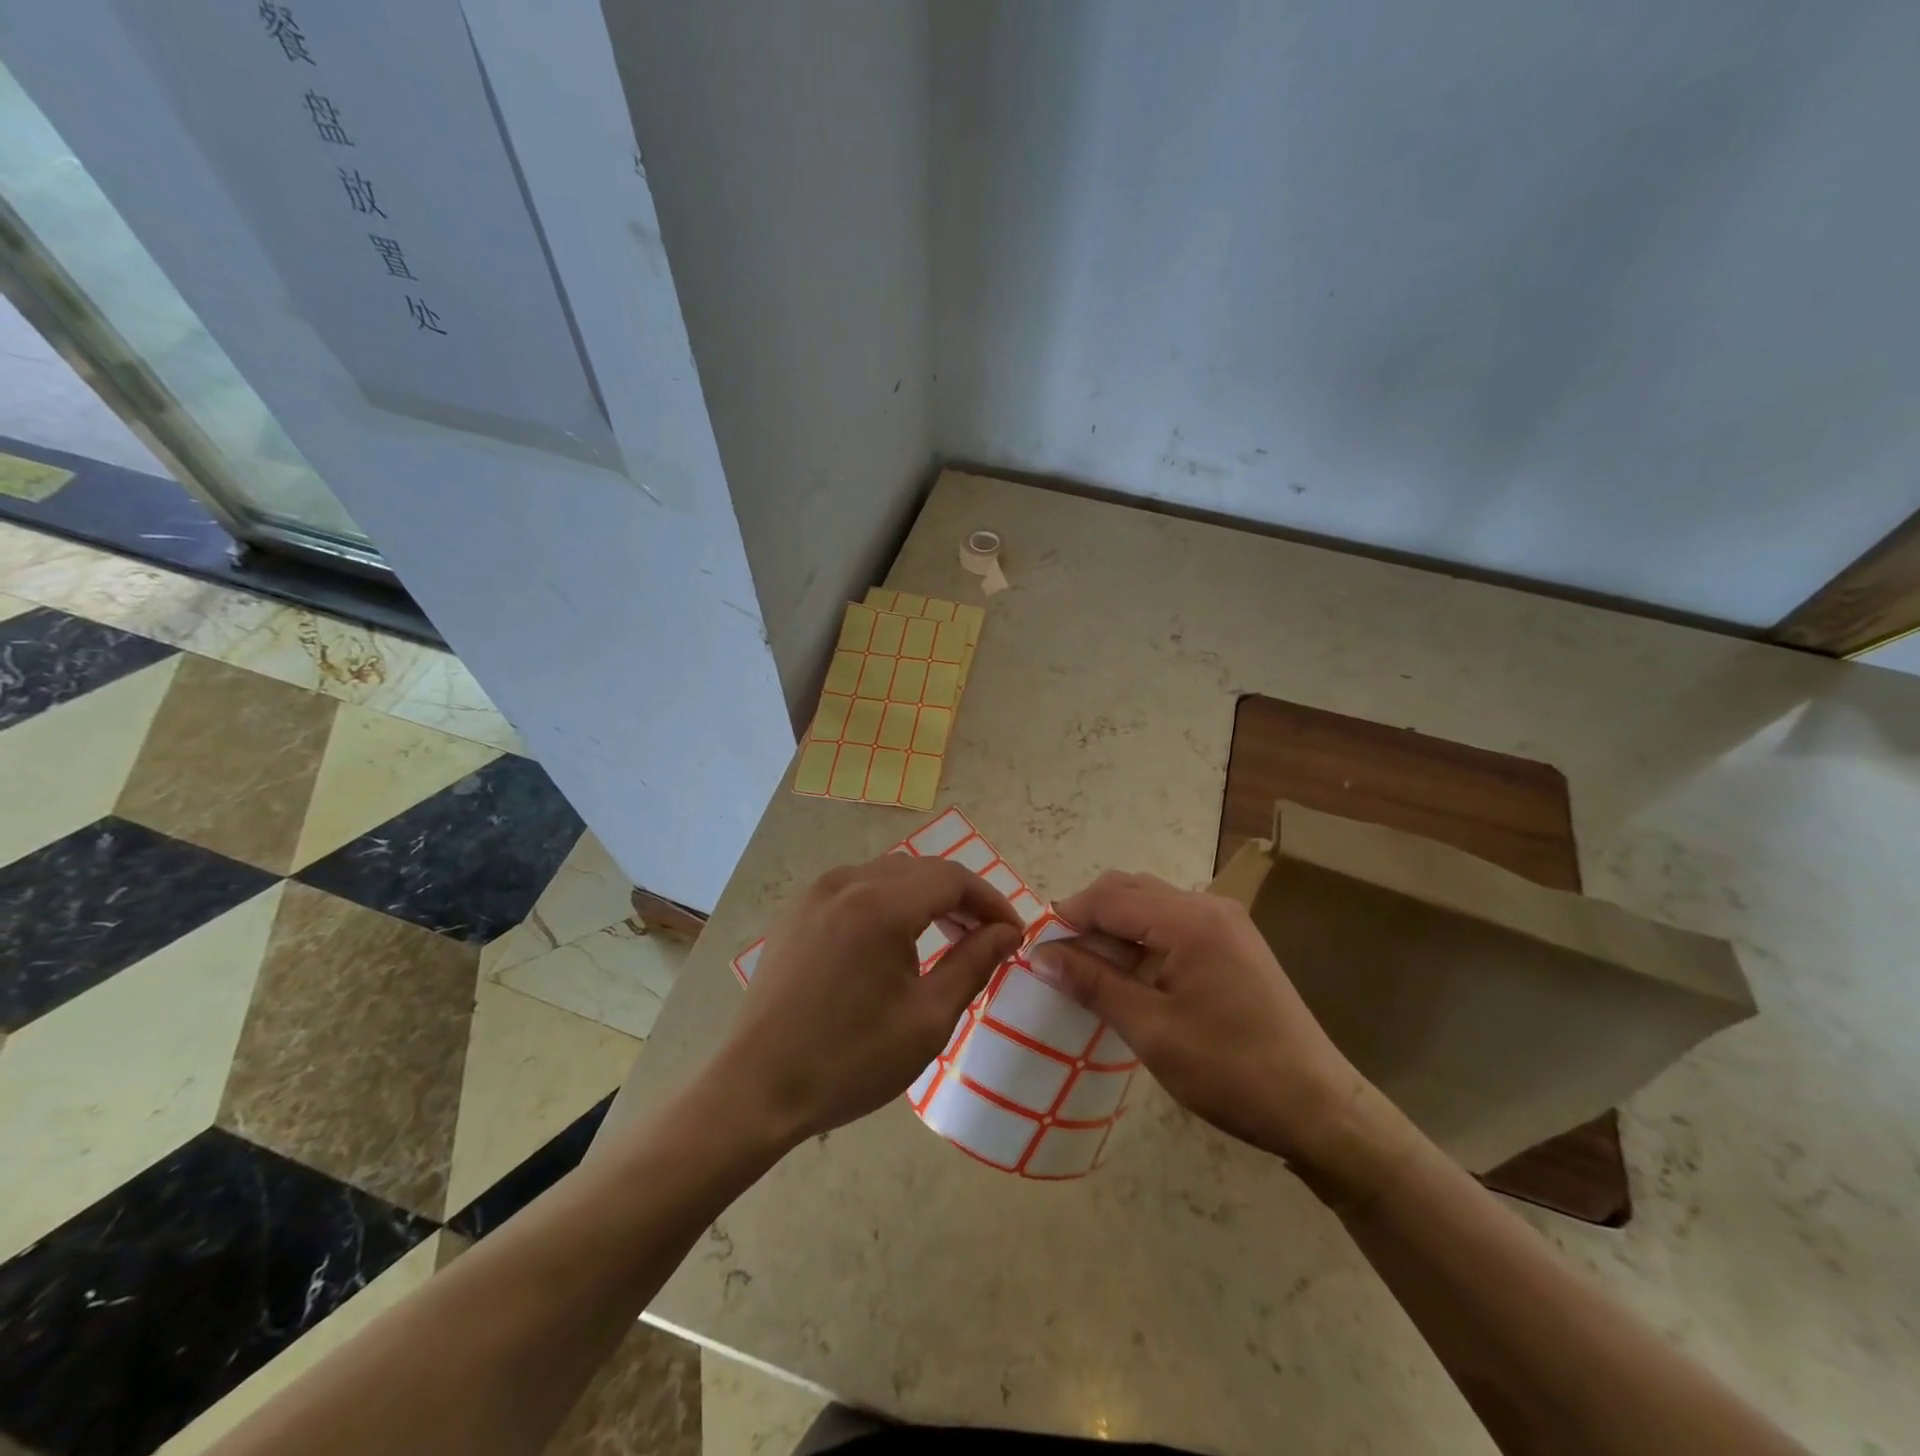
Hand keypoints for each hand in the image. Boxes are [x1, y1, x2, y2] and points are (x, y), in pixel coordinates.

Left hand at [715, 854, 1024, 1145]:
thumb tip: (1007, 933)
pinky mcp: (797, 912)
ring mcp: (816, 894)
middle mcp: (848, 882)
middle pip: (922, 870)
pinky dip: (889, 903)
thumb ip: (973, 964)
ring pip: (889, 875)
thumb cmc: (850, 1060)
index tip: (1014, 934)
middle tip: (986, 939)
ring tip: (947, 940)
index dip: (991, 901)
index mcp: (881, 905)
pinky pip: (857, 888)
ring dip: (926, 898)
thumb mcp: (927, 1019)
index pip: (953, 878)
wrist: (757, 1089)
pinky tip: (895, 942)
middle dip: (961, 898)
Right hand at [1029, 872, 1369, 1170]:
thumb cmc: (1231, 1071)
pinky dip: (1143, 936)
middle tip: (1060, 960)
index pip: (1109, 898)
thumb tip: (1042, 954)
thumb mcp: (1152, 1030)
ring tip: (1091, 968)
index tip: (1037, 949)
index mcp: (1189, 920)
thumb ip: (1094, 983)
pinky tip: (1132, 973)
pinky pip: (1175, 921)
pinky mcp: (1235, 942)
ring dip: (1115, 925)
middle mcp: (1208, 906)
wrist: (1320, 1108)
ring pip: (1152, 902)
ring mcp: (1226, 922)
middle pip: (1130, 889)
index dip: (1067, 916)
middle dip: (1089, 916)